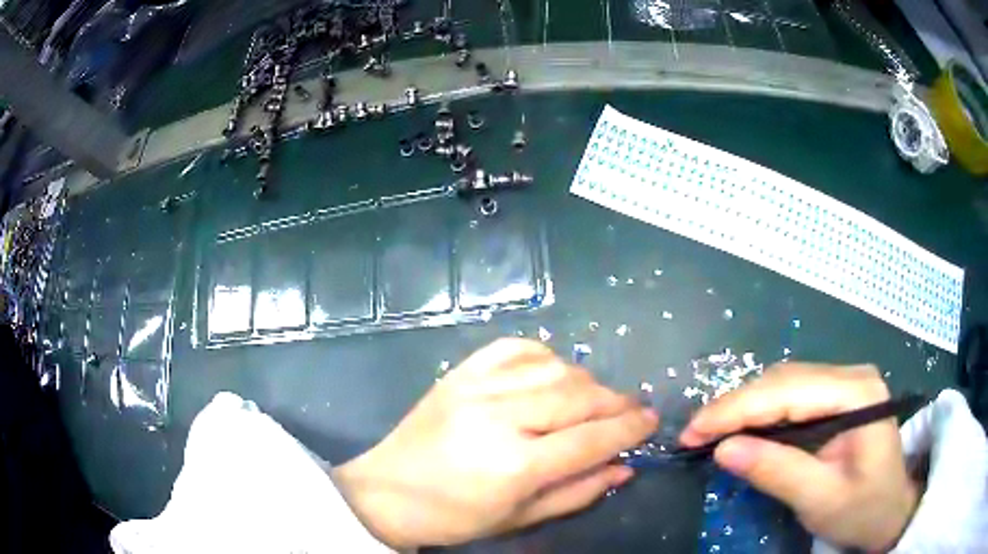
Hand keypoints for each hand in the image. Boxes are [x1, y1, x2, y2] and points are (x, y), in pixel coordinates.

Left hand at [332, 338, 657, 548]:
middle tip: (632, 410)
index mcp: (515, 465)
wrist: (387, 491)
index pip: (591, 438)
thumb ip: (578, 491)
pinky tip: (553, 373)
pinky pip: (516, 348)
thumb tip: (624, 466)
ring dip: (586, 381)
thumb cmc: (454, 516)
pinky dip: (545, 356)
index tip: (651, 421)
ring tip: (595, 400)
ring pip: (554, 368)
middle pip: (579, 396)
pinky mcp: (459, 373)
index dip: (629, 428)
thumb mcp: (519, 518)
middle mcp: (500, 417)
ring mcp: (476, 387)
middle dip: (616, 402)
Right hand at [680, 363, 918, 551]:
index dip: (736, 409)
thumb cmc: (864, 508)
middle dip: (734, 407)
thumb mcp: (822, 500)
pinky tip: (741, 428)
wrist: (890, 509)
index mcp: (857, 393)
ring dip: (743, 407)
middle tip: (692, 435)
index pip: (788, 390)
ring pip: (782, 384)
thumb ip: (778, 472)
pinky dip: (759, 412)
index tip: (691, 432)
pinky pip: (790, 396)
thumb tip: (724, 450)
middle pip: (783, 380)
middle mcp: (850, 376)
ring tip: (709, 433)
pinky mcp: (836, 397)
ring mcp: (844, 383)